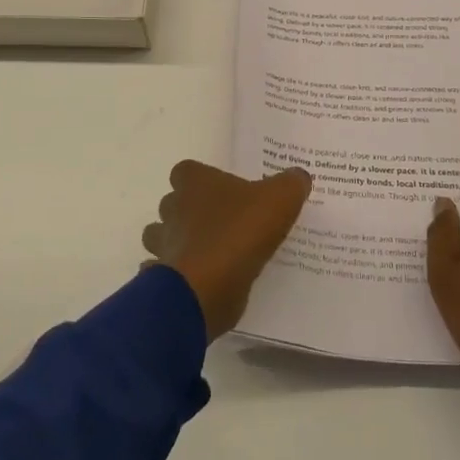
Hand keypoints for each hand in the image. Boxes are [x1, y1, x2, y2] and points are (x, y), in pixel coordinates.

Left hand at [144, 160, 312, 337]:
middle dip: (188, 211)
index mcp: (196, 184)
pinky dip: (173, 276)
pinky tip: (198, 282)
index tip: (220, 190)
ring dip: (177, 242)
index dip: (200, 178)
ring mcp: (164, 246)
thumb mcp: (280, 200)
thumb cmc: (240, 233)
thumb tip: (298, 176)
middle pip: (172, 203)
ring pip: (161, 237)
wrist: (207, 288)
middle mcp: (173, 210)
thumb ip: (291, 183)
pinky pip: (162, 273)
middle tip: (220, 223)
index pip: (185, 171)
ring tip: (207, 253)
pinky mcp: (162, 280)